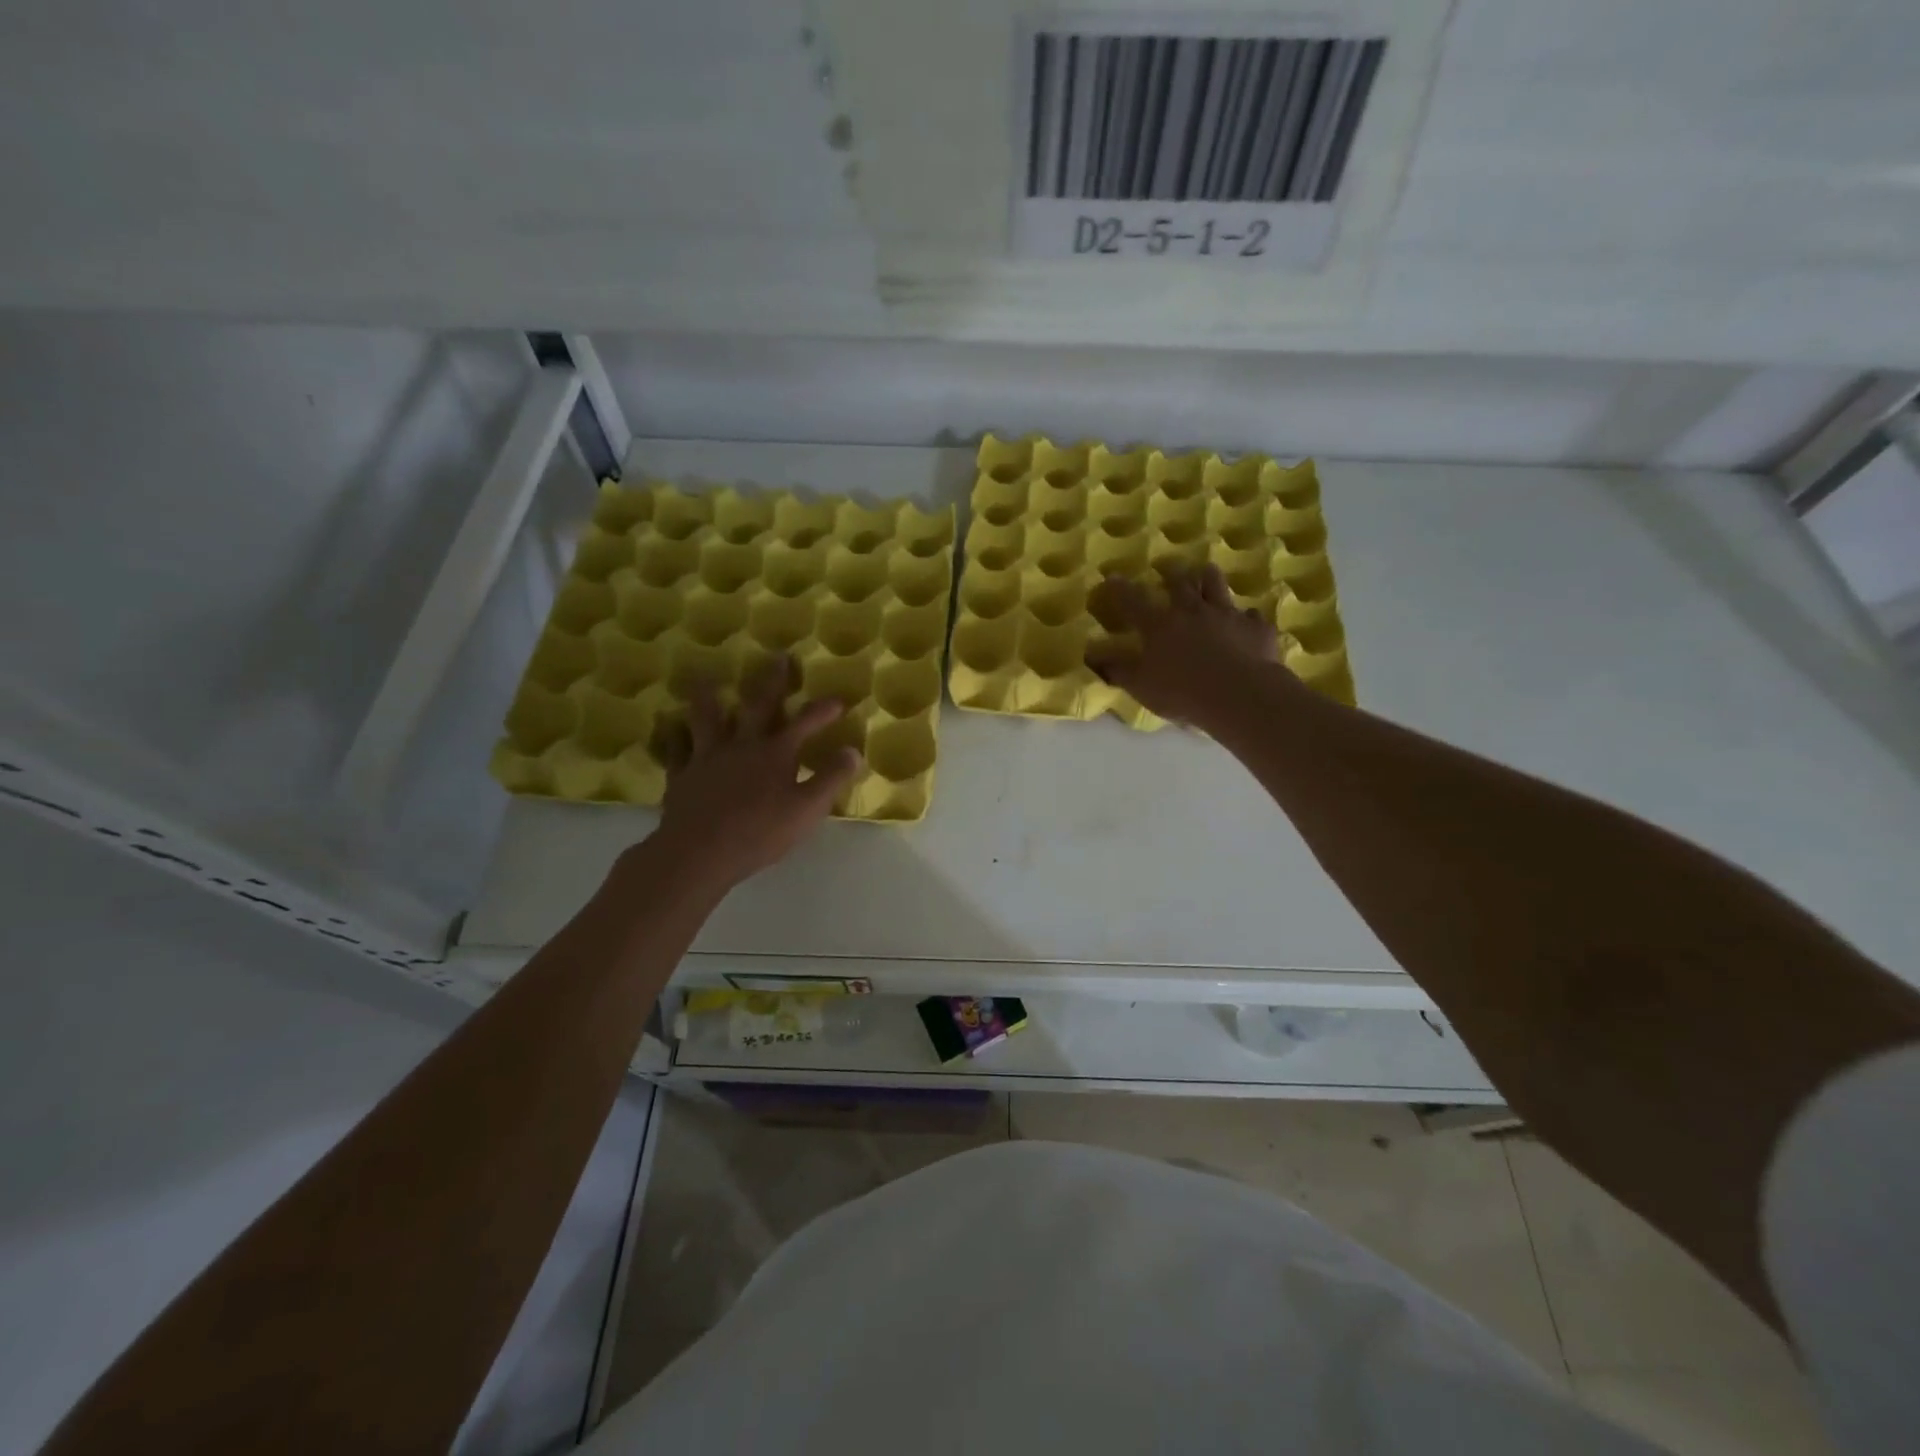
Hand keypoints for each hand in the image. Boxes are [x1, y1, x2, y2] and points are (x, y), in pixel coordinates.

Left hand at [653, 655, 861, 888]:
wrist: (699, 852)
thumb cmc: (760, 832)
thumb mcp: (807, 809)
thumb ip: (830, 778)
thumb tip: (854, 752)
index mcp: (776, 753)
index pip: (805, 722)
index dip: (823, 710)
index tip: (838, 699)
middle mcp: (742, 745)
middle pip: (759, 705)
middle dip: (772, 680)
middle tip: (777, 656)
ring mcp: (708, 757)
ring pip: (708, 717)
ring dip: (709, 697)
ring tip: (705, 678)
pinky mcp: (682, 775)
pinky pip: (676, 748)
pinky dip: (675, 736)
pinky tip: (671, 728)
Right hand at [1085, 564, 1292, 728]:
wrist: (1239, 695)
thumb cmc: (1181, 692)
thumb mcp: (1141, 686)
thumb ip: (1118, 670)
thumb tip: (1093, 657)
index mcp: (1159, 625)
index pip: (1133, 602)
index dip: (1121, 589)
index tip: (1113, 577)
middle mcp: (1192, 611)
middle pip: (1181, 583)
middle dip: (1172, 573)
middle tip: (1169, 566)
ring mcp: (1227, 615)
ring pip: (1217, 586)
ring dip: (1210, 577)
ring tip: (1207, 570)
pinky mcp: (1255, 627)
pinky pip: (1251, 616)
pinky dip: (1246, 617)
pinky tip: (1248, 621)